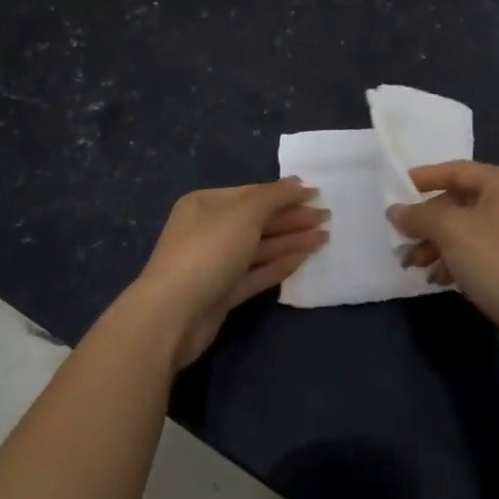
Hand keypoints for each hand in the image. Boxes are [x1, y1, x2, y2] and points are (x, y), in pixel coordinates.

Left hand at [131, 180, 328, 369]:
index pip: (252, 194)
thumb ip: (275, 196)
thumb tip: (299, 183)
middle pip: (258, 221)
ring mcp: (214, 264)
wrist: (171, 316)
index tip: (316, 194)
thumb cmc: (207, 250)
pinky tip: (303, 258)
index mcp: (206, 204)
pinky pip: (255, 273)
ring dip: (291, 241)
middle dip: (292, 219)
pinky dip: (279, 265)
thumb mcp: (244, 212)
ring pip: (259, 248)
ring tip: (324, 238)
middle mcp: (209, 230)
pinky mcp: (221, 294)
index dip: (285, 194)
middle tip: (327, 218)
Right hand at [387, 161, 498, 361]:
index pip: (456, 170)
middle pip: (458, 203)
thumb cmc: (496, 259)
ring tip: (412, 264)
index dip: (423, 179)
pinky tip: (437, 278)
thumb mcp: (451, 231)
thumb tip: (394, 211)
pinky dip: (454, 261)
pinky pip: (475, 252)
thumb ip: (419, 216)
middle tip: (401, 239)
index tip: (395, 190)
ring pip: (464, 230)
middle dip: (427, 223)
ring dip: (436, 245)